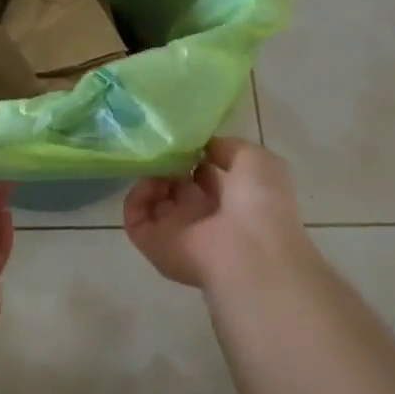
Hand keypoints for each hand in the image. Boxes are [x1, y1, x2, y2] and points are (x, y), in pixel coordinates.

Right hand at [123, 138, 312, 292]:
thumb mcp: (256, 160)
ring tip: (159, 164)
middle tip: (168, 149)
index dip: (195, 156)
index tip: (187, 140)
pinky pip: (135, 216)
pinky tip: (151, 182)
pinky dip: (137, 196)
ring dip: (152, 177)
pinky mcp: (153, 243)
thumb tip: (203, 147)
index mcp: (231, 201)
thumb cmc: (260, 204)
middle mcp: (203, 217)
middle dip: (170, 164)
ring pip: (153, 199)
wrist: (249, 253)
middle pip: (176, 186)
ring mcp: (176, 231)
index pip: (204, 175)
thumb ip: (227, 147)